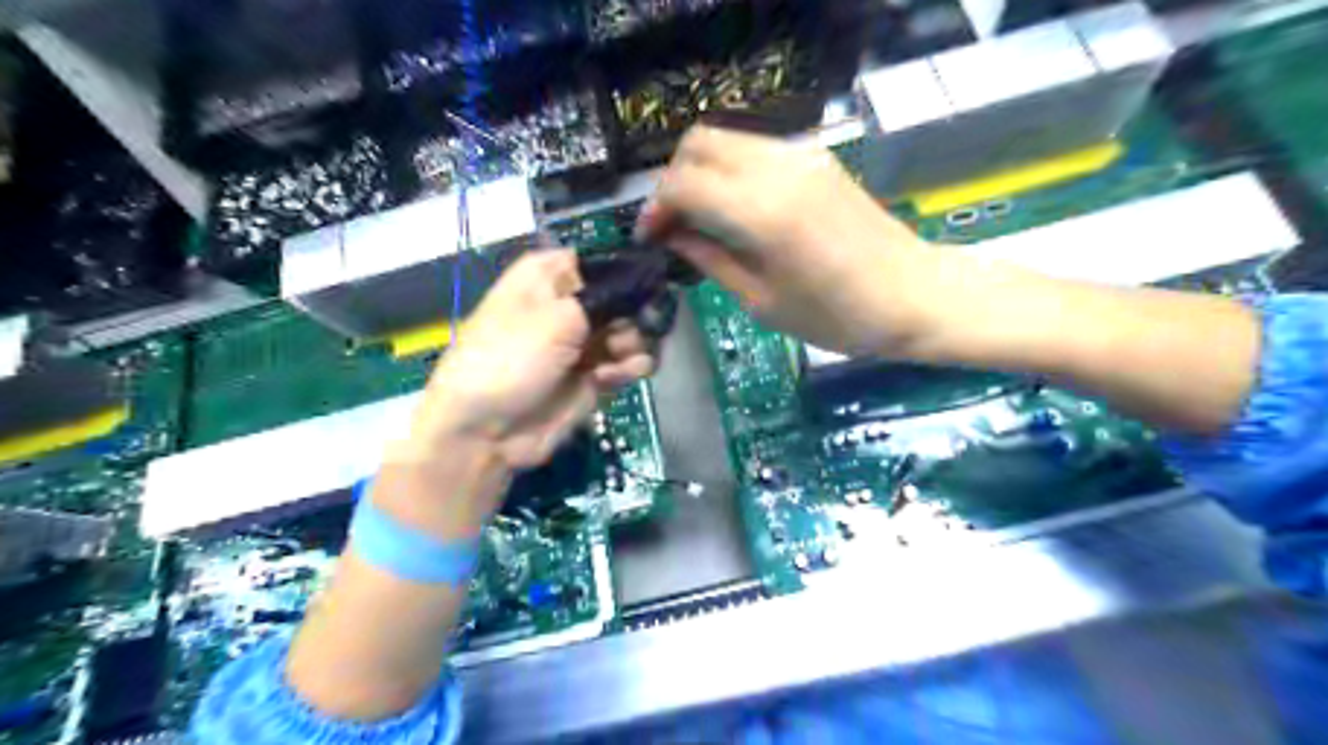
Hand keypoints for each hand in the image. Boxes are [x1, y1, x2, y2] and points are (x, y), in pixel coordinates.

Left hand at [378, 247, 656, 525]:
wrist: (486, 433)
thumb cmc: (509, 360)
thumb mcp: (555, 318)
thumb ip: (606, 298)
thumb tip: (645, 283)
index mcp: (549, 277)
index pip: (600, 260)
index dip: (626, 271)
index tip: (649, 283)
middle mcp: (569, 304)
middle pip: (624, 296)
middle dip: (635, 313)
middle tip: (626, 330)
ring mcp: (584, 342)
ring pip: (633, 330)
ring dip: (635, 343)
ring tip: (619, 359)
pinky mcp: (595, 376)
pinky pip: (630, 363)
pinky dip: (630, 368)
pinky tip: (613, 378)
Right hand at [636, 126, 931, 355]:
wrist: (915, 295)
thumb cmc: (838, 317)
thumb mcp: (762, 302)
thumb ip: (711, 259)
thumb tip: (673, 236)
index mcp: (762, 213)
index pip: (683, 183)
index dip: (655, 208)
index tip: (650, 238)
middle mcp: (778, 169)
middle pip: (699, 143)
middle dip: (673, 180)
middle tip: (672, 224)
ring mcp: (801, 157)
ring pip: (726, 138)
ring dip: (701, 171)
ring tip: (699, 218)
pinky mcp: (817, 158)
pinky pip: (755, 148)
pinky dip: (730, 169)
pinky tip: (735, 208)